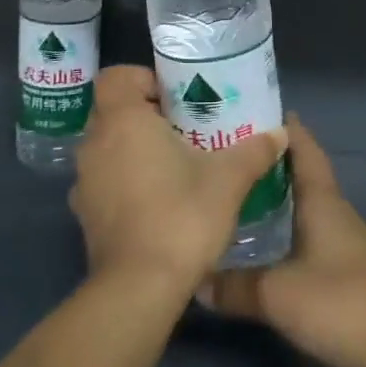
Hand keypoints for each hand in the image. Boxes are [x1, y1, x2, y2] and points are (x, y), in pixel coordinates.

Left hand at [69, 64, 287, 293]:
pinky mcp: (84, 216)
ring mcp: (84, 182)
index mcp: (123, 120)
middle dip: (142, 114)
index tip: (173, 99)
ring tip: (170, 164)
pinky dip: (122, 182)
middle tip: (180, 127)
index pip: (115, 76)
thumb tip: (280, 132)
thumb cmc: (181, 216)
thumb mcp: (228, 179)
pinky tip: (154, 200)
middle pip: (111, 110)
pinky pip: (103, 181)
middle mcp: (95, 143)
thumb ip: (254, 151)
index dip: (141, 79)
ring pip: (106, 147)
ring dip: (131, 148)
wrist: (139, 290)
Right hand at [202, 116, 365, 366]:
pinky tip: (262, 251)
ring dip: (276, 202)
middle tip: (229, 158)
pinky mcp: (346, 276)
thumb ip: (235, 286)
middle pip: (301, 176)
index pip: (304, 147)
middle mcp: (334, 212)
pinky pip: (308, 241)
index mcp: (322, 200)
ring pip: (304, 210)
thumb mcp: (277, 294)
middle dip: (269, 165)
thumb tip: (197, 278)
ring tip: (236, 200)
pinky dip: (285, 236)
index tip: (252, 111)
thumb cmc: (341, 302)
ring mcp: (344, 244)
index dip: (283, 127)